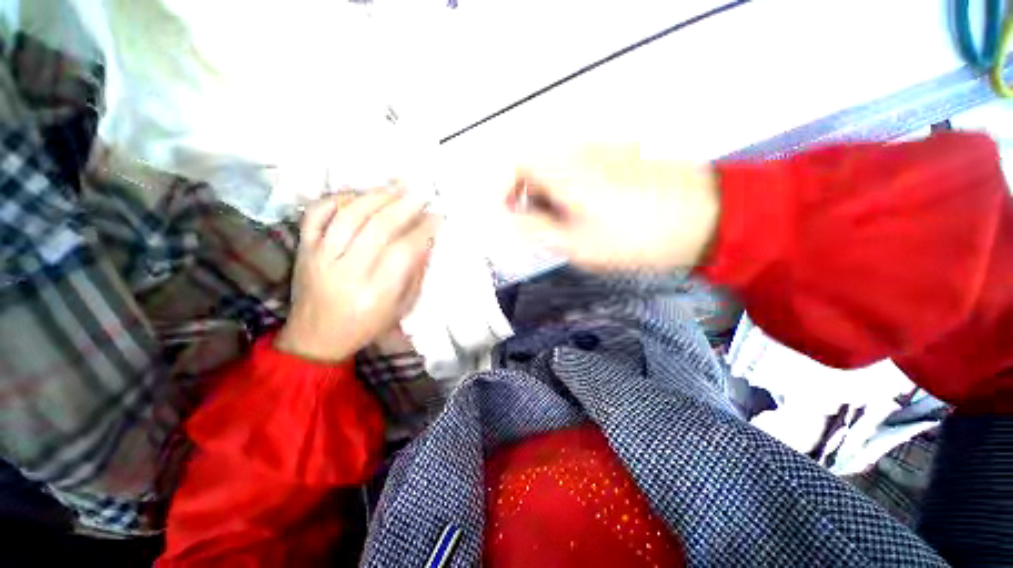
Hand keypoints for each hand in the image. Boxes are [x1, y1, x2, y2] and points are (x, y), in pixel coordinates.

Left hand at [276, 190, 438, 361]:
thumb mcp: (401, 307)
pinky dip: (338, 199)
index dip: (423, 230)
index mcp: (376, 293)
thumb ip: (415, 273)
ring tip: (396, 187)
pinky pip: (317, 214)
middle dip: (403, 206)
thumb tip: (426, 239)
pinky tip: (359, 196)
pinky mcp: (303, 249)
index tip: (437, 216)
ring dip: (376, 196)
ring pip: (348, 215)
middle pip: (378, 228)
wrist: (316, 338)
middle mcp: (347, 272)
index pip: (404, 251)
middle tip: (420, 193)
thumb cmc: (367, 325)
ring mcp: (320, 257)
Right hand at [505, 144, 719, 270]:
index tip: (504, 214)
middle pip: (535, 167)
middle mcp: (579, 151)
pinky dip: (569, 193)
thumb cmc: (635, 236)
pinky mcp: (617, 157)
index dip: (503, 188)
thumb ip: (536, 230)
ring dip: (549, 198)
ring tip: (563, 226)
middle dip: (526, 198)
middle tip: (536, 228)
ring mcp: (601, 151)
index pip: (516, 163)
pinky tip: (586, 215)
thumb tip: (509, 221)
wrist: (704, 219)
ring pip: (556, 170)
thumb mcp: (576, 244)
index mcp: (565, 169)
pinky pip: (578, 171)